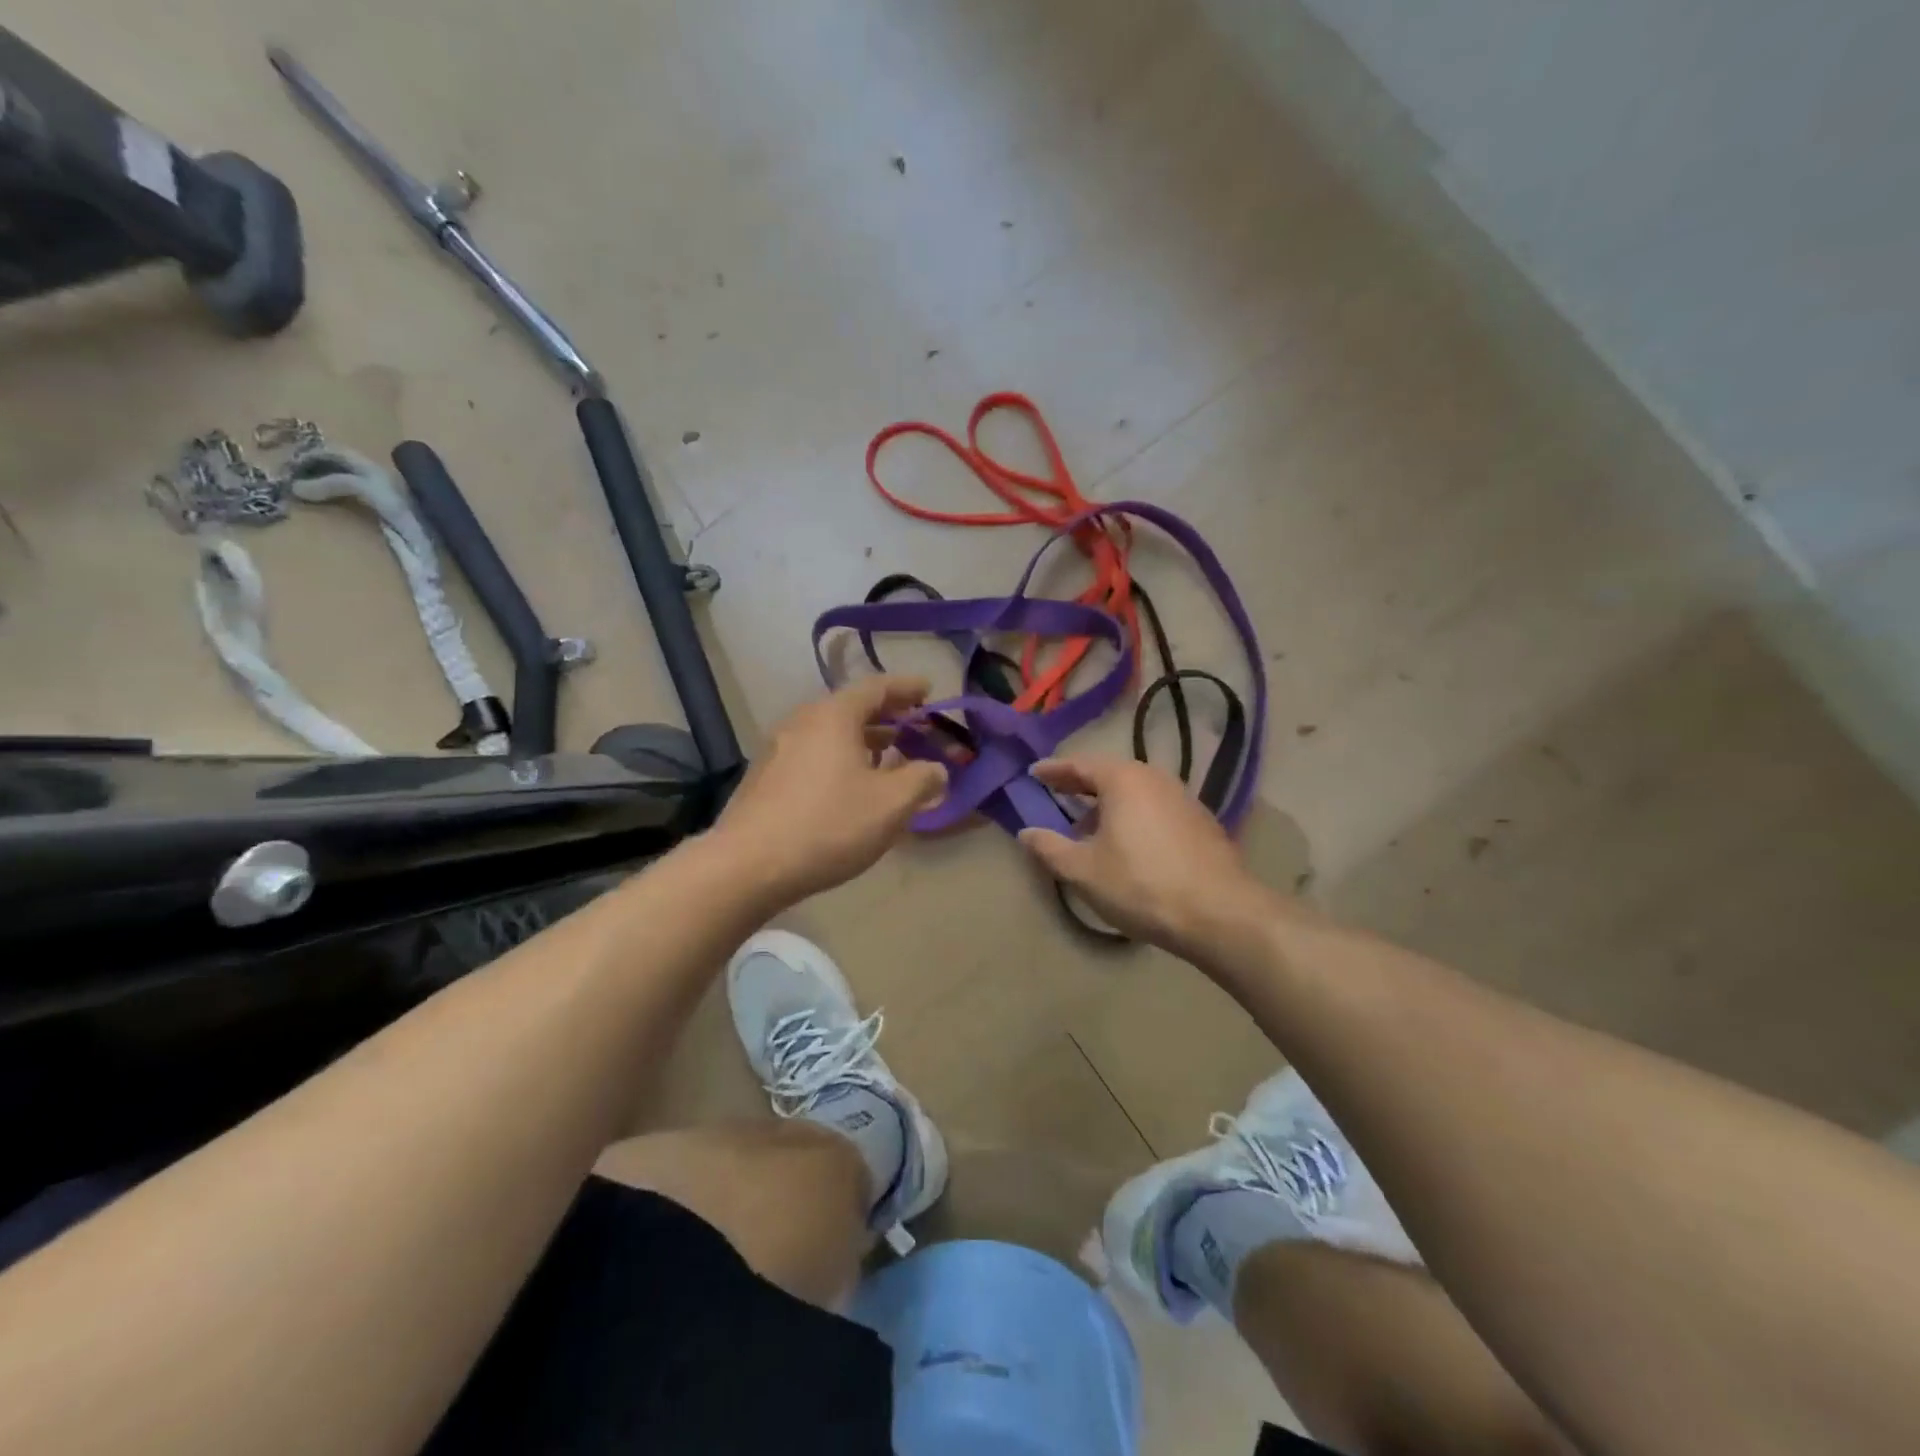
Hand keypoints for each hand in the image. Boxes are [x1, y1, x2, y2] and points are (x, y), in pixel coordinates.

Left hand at [712, 676, 947, 906]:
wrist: (748, 866)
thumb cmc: (828, 825)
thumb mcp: (890, 804)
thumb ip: (922, 780)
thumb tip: (936, 770)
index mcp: (833, 716)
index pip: (876, 687)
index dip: (906, 687)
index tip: (929, 689)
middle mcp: (802, 722)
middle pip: (851, 707)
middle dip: (887, 714)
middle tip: (914, 722)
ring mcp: (778, 750)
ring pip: (830, 733)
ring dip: (864, 738)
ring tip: (889, 753)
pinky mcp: (766, 778)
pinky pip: (813, 754)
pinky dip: (840, 757)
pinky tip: (851, 784)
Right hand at [1017, 755, 1269, 959]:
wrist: (1220, 913)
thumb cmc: (1141, 884)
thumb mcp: (1083, 870)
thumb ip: (1049, 847)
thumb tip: (1026, 833)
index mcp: (1123, 779)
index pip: (1079, 764)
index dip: (1053, 770)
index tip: (1033, 773)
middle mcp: (1155, 778)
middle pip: (1109, 774)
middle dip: (1080, 786)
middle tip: (1056, 794)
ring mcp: (1183, 798)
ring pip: (1135, 792)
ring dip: (1108, 805)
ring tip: (1089, 828)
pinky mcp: (1201, 822)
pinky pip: (1155, 808)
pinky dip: (1133, 816)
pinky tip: (1128, 845)